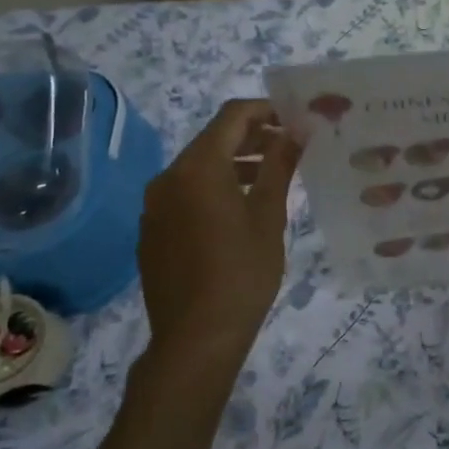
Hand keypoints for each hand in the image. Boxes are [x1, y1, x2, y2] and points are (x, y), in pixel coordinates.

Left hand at [138, 99, 300, 372]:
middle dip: (251, 138)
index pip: (232, 116)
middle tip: (289, 148)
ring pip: (197, 168)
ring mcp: (154, 205)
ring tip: (268, 179)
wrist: (196, 338)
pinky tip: (236, 213)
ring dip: (233, 165)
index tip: (295, 120)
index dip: (266, 110)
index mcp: (198, 167)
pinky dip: (212, 190)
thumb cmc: (242, 273)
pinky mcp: (152, 230)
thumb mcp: (269, 217)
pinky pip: (184, 194)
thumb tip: (296, 131)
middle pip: (212, 140)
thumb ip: (279, 166)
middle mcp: (168, 177)